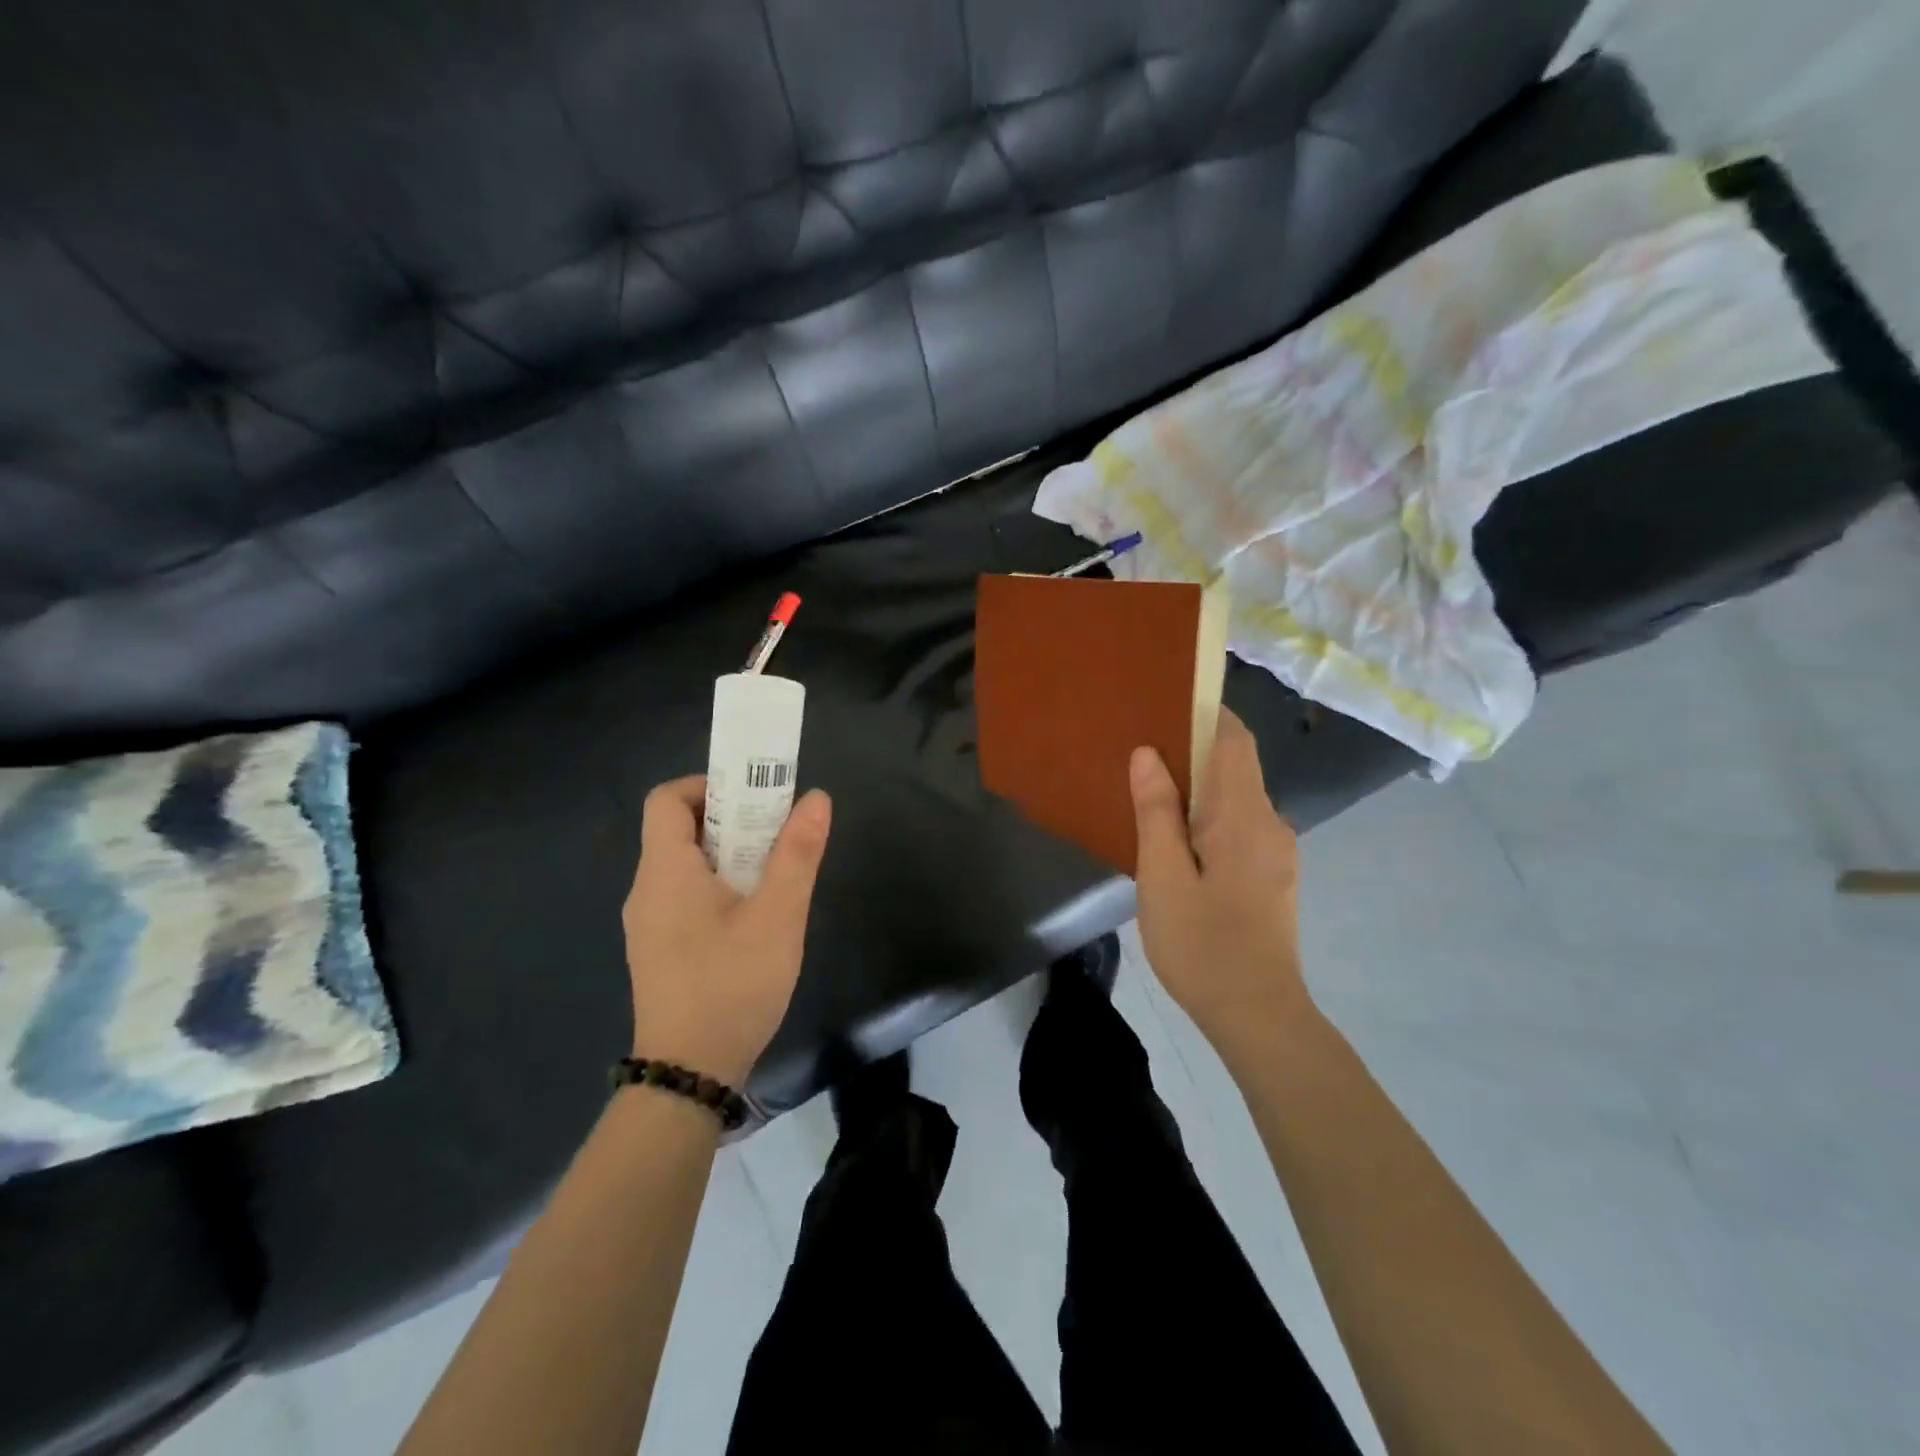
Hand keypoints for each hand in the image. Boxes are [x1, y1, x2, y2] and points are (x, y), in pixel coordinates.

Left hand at [621, 776, 832, 1086]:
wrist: (690, 1074)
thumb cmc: (732, 984)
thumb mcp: (778, 916)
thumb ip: (797, 853)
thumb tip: (816, 797)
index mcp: (665, 871)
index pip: (666, 798)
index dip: (708, 786)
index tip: (755, 800)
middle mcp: (647, 890)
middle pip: (680, 830)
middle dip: (732, 821)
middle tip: (778, 835)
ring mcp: (649, 924)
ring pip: (687, 866)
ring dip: (730, 857)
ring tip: (775, 876)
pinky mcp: (659, 951)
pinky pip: (685, 897)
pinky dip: (719, 888)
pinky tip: (755, 919)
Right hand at [1129, 708, 1313, 1065]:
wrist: (1258, 1015)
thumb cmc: (1203, 944)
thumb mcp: (1163, 876)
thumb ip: (1156, 811)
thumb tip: (1147, 753)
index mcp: (1244, 815)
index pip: (1234, 739)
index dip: (1205, 712)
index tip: (1163, 704)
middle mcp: (1269, 822)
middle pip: (1233, 765)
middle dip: (1190, 750)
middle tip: (1138, 750)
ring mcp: (1276, 850)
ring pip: (1235, 798)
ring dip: (1197, 788)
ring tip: (1148, 794)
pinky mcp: (1272, 874)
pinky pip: (1238, 826)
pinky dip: (1208, 817)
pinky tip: (1175, 840)